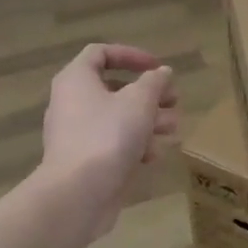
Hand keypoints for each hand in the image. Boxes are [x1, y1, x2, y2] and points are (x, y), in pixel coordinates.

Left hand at [41, 43, 178, 237]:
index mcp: (76, 80)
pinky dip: (134, 145)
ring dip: (149, 120)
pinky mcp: (85, 162)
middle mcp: (72, 103)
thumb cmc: (108, 135)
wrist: (78, 194)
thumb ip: (154, 82)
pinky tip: (154, 155)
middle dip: (149, 94)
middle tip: (175, 101)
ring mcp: (77, 134)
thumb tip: (161, 72)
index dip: (131, 55)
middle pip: (115, 88)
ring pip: (117, 118)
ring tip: (173, 128)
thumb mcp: (139, 101)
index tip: (158, 67)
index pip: (100, 53)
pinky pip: (113, 144)